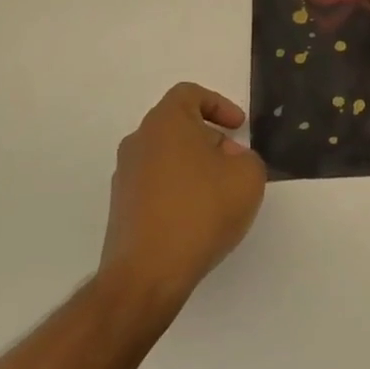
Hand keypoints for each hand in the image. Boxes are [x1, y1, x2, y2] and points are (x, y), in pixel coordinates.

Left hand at [99, 82, 266, 314]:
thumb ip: (247, 158)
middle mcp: (138, 142)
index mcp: (165, 123)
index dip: (218, 105)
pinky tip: (197, 218)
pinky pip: (156, 185)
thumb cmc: (200, 211)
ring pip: (166, 157)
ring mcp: (125, 177)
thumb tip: (227, 160)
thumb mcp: (248, 177)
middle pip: (178, 126)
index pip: (189, 94)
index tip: (238, 128)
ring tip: (219, 194)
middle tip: (234, 163)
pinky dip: (178, 191)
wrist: (147, 274)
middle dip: (210, 139)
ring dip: (194, 167)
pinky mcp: (121, 209)